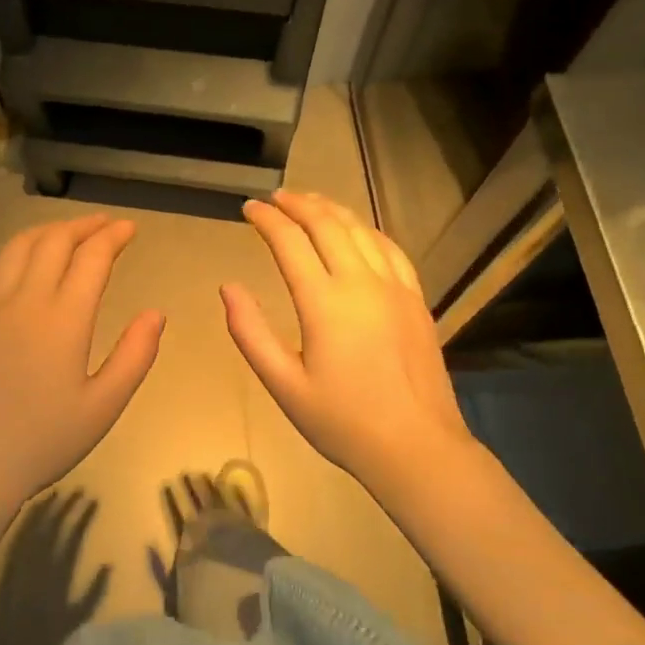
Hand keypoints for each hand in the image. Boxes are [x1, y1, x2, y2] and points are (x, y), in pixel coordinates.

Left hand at [0, 215, 163, 516]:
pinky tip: (24, 261)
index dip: (113, 236)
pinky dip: (16, 252)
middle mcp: (26, 299)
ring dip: (48, 231)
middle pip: (54, 240)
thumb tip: (156, 314)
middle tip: (104, 225)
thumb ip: (135, 355)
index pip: (92, 257)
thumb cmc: (45, 439)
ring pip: (19, 246)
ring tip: (68, 232)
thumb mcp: (104, 405)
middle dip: (83, 225)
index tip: (129, 228)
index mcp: (64, 318)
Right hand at [221, 191, 468, 494]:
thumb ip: (251, 332)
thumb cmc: (342, 421)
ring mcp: (394, 287)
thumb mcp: (283, 385)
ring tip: (310, 201)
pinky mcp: (415, 299)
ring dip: (331, 209)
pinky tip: (357, 230)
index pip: (289, 242)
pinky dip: (366, 229)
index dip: (266, 219)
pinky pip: (390, 248)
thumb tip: (228, 287)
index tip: (248, 208)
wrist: (417, 447)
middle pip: (327, 224)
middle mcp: (361, 282)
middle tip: (275, 197)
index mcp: (324, 302)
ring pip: (360, 229)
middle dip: (298, 203)